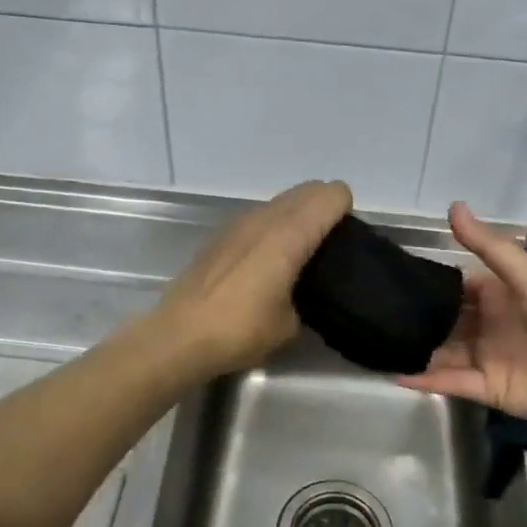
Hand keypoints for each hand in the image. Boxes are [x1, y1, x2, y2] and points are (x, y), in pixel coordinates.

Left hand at [151, 179, 352, 378]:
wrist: (179, 336)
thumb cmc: (240, 330)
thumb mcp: (290, 324)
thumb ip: (308, 297)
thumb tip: (307, 293)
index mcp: (289, 235)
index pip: (329, 196)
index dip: (345, 209)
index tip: (347, 238)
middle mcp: (265, 218)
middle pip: (306, 190)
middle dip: (323, 208)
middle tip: (329, 244)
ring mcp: (238, 222)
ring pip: (280, 201)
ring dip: (296, 215)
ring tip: (299, 251)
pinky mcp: (219, 234)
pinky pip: (258, 216)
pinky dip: (271, 226)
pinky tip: (266, 259)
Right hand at [398, 202, 526, 430]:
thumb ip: (489, 246)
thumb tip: (453, 205)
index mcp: (500, 295)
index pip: (455, 288)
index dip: (427, 284)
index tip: (390, 279)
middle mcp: (489, 325)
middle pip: (445, 322)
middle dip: (415, 319)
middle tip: (373, 314)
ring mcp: (487, 359)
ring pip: (442, 352)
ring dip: (415, 349)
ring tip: (376, 343)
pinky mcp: (489, 390)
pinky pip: (451, 383)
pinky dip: (425, 379)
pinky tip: (395, 372)